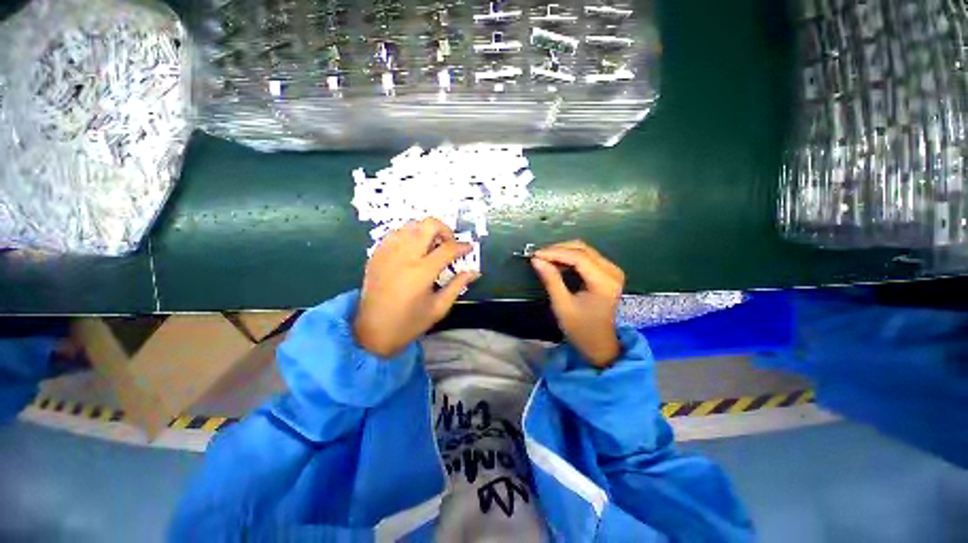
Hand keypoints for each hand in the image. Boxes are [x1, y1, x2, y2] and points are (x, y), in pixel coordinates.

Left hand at [354, 218, 479, 357]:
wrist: (371, 332)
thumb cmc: (409, 323)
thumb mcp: (439, 307)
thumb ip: (457, 285)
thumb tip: (474, 272)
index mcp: (421, 272)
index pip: (448, 248)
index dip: (462, 246)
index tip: (469, 248)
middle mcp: (404, 256)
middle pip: (428, 225)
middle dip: (445, 230)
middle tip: (449, 243)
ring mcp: (387, 252)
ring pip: (411, 225)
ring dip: (426, 231)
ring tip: (432, 246)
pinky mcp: (376, 254)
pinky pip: (396, 233)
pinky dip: (409, 235)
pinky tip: (413, 249)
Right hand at [531, 240, 623, 366]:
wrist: (600, 344)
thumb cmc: (581, 329)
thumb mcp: (562, 305)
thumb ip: (551, 279)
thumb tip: (537, 260)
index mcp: (604, 282)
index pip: (578, 257)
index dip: (555, 253)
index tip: (536, 255)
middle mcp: (612, 271)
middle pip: (582, 249)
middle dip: (558, 250)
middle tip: (539, 257)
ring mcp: (612, 271)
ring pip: (584, 250)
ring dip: (563, 252)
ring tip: (545, 260)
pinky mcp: (608, 273)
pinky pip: (587, 257)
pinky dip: (570, 257)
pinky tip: (557, 263)